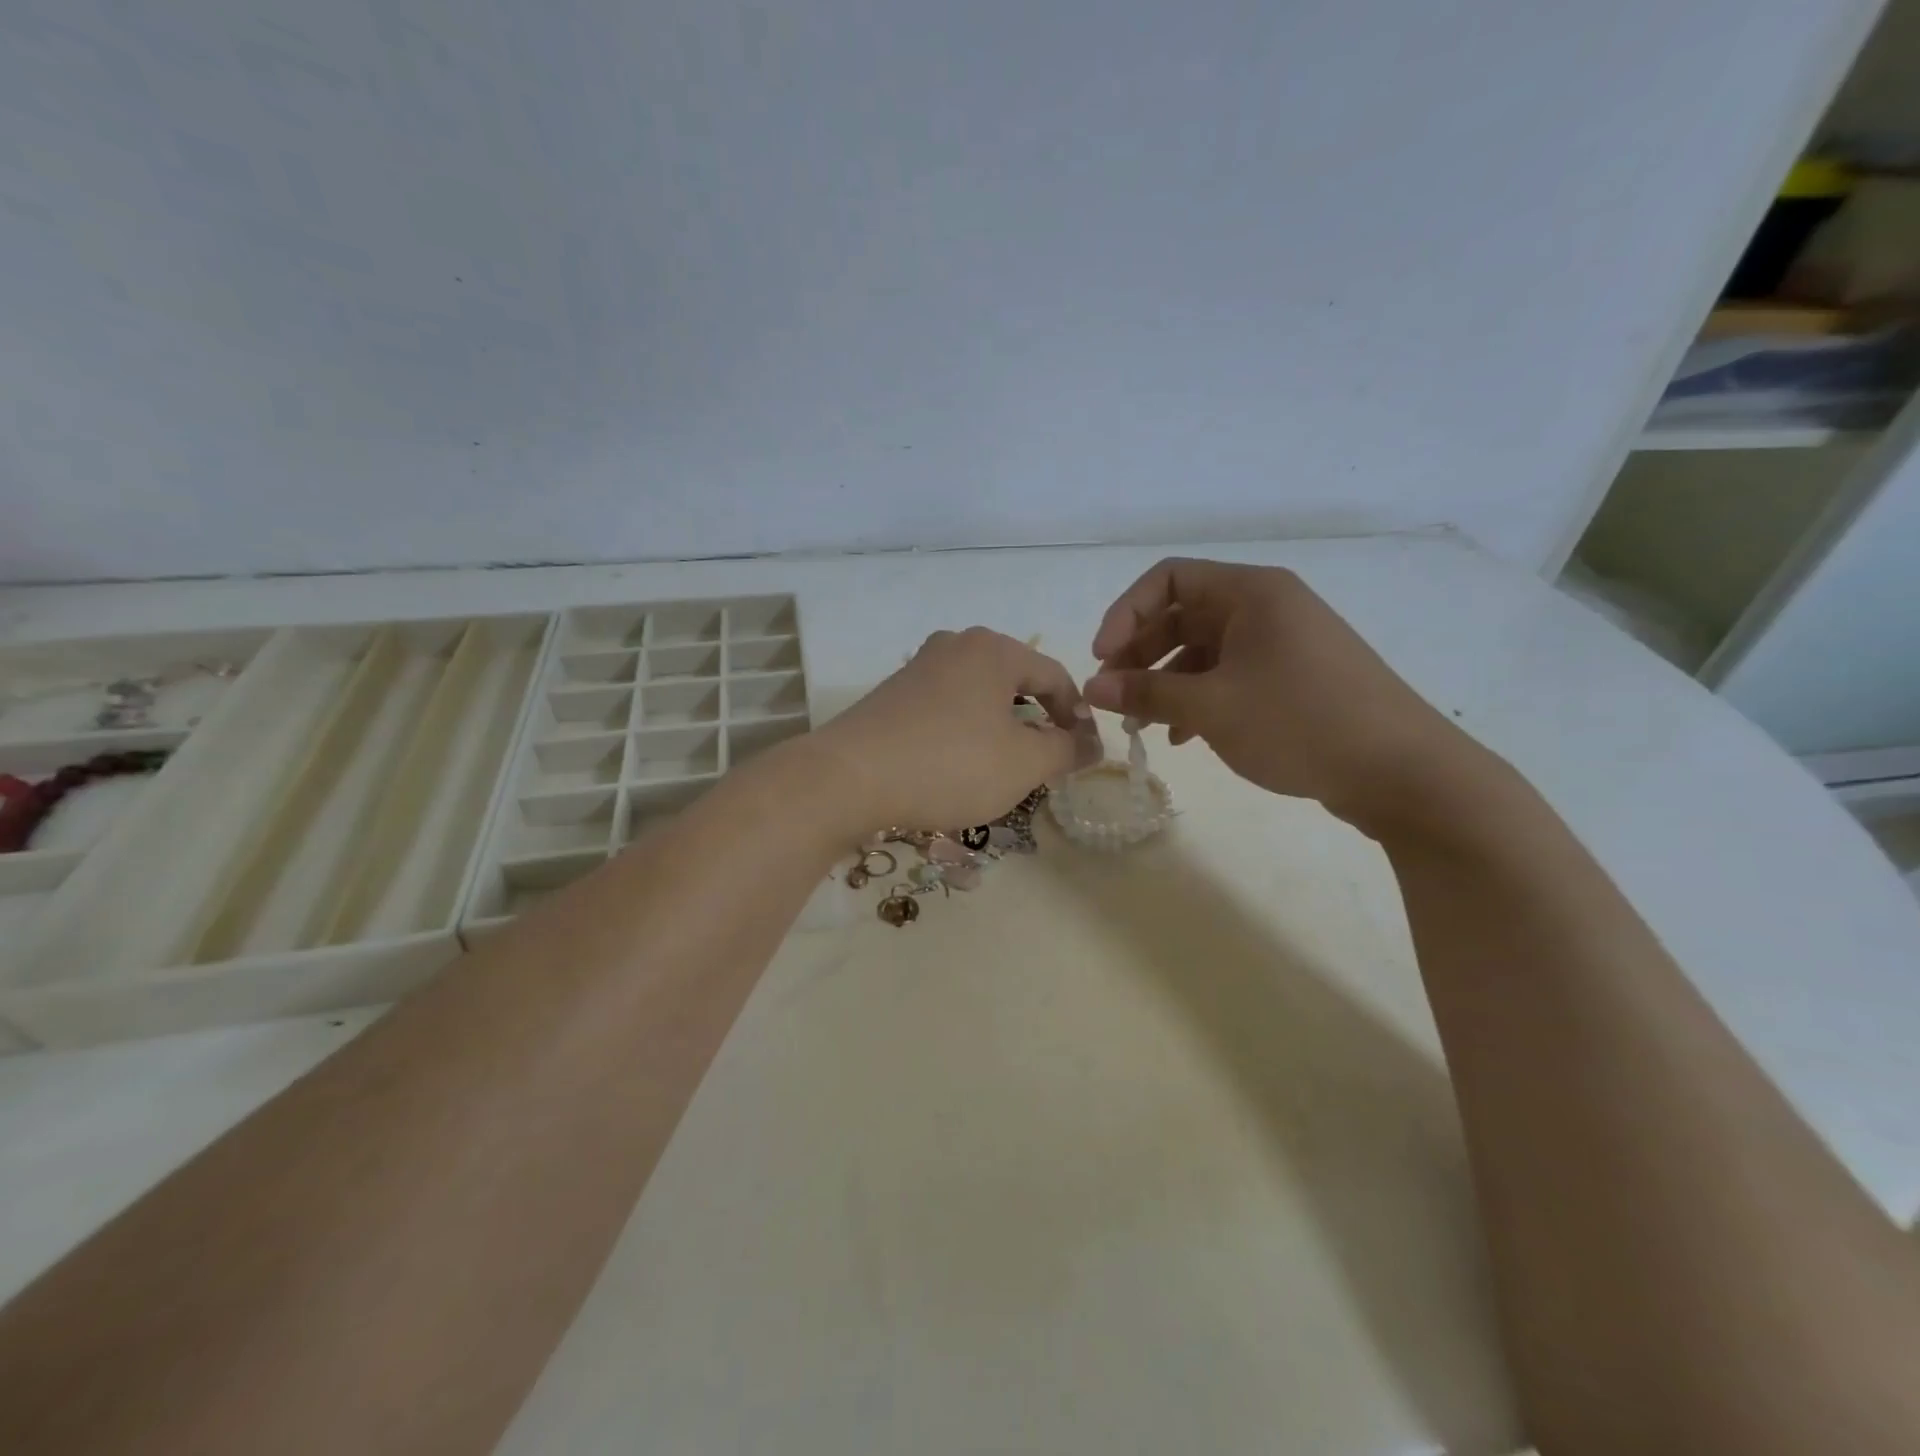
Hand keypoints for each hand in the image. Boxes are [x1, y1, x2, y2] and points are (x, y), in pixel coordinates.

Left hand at [812, 627, 1103, 833]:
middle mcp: (955, 645)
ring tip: (1005, 767)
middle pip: (1015, 682)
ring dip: (1001, 729)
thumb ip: (1066, 750)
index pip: (1055, 676)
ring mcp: (919, 668)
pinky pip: (947, 708)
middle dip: (1038, 722)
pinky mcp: (892, 694)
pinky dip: (965, 732)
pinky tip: (958, 765)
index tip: (1085, 753)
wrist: (848, 778)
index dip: (1078, 715)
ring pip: (979, 696)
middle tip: (1047, 762)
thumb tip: (1093, 743)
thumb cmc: (950, 764)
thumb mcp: (1023, 763)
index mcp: (993, 650)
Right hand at [1084, 558, 1482, 829]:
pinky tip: (1183, 736)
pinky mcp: (1293, 677)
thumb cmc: (1299, 722)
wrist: (1401, 771)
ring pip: (1203, 650)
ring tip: (1142, 723)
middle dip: (1140, 654)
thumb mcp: (1212, 706)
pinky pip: (1229, 675)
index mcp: (1250, 592)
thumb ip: (1146, 691)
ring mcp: (1282, 643)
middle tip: (1114, 695)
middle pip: (1182, 615)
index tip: (1102, 659)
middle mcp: (1266, 607)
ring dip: (1165, 681)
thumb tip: (1092, 686)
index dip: (1125, 614)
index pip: (1168, 579)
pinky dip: (1199, 698)